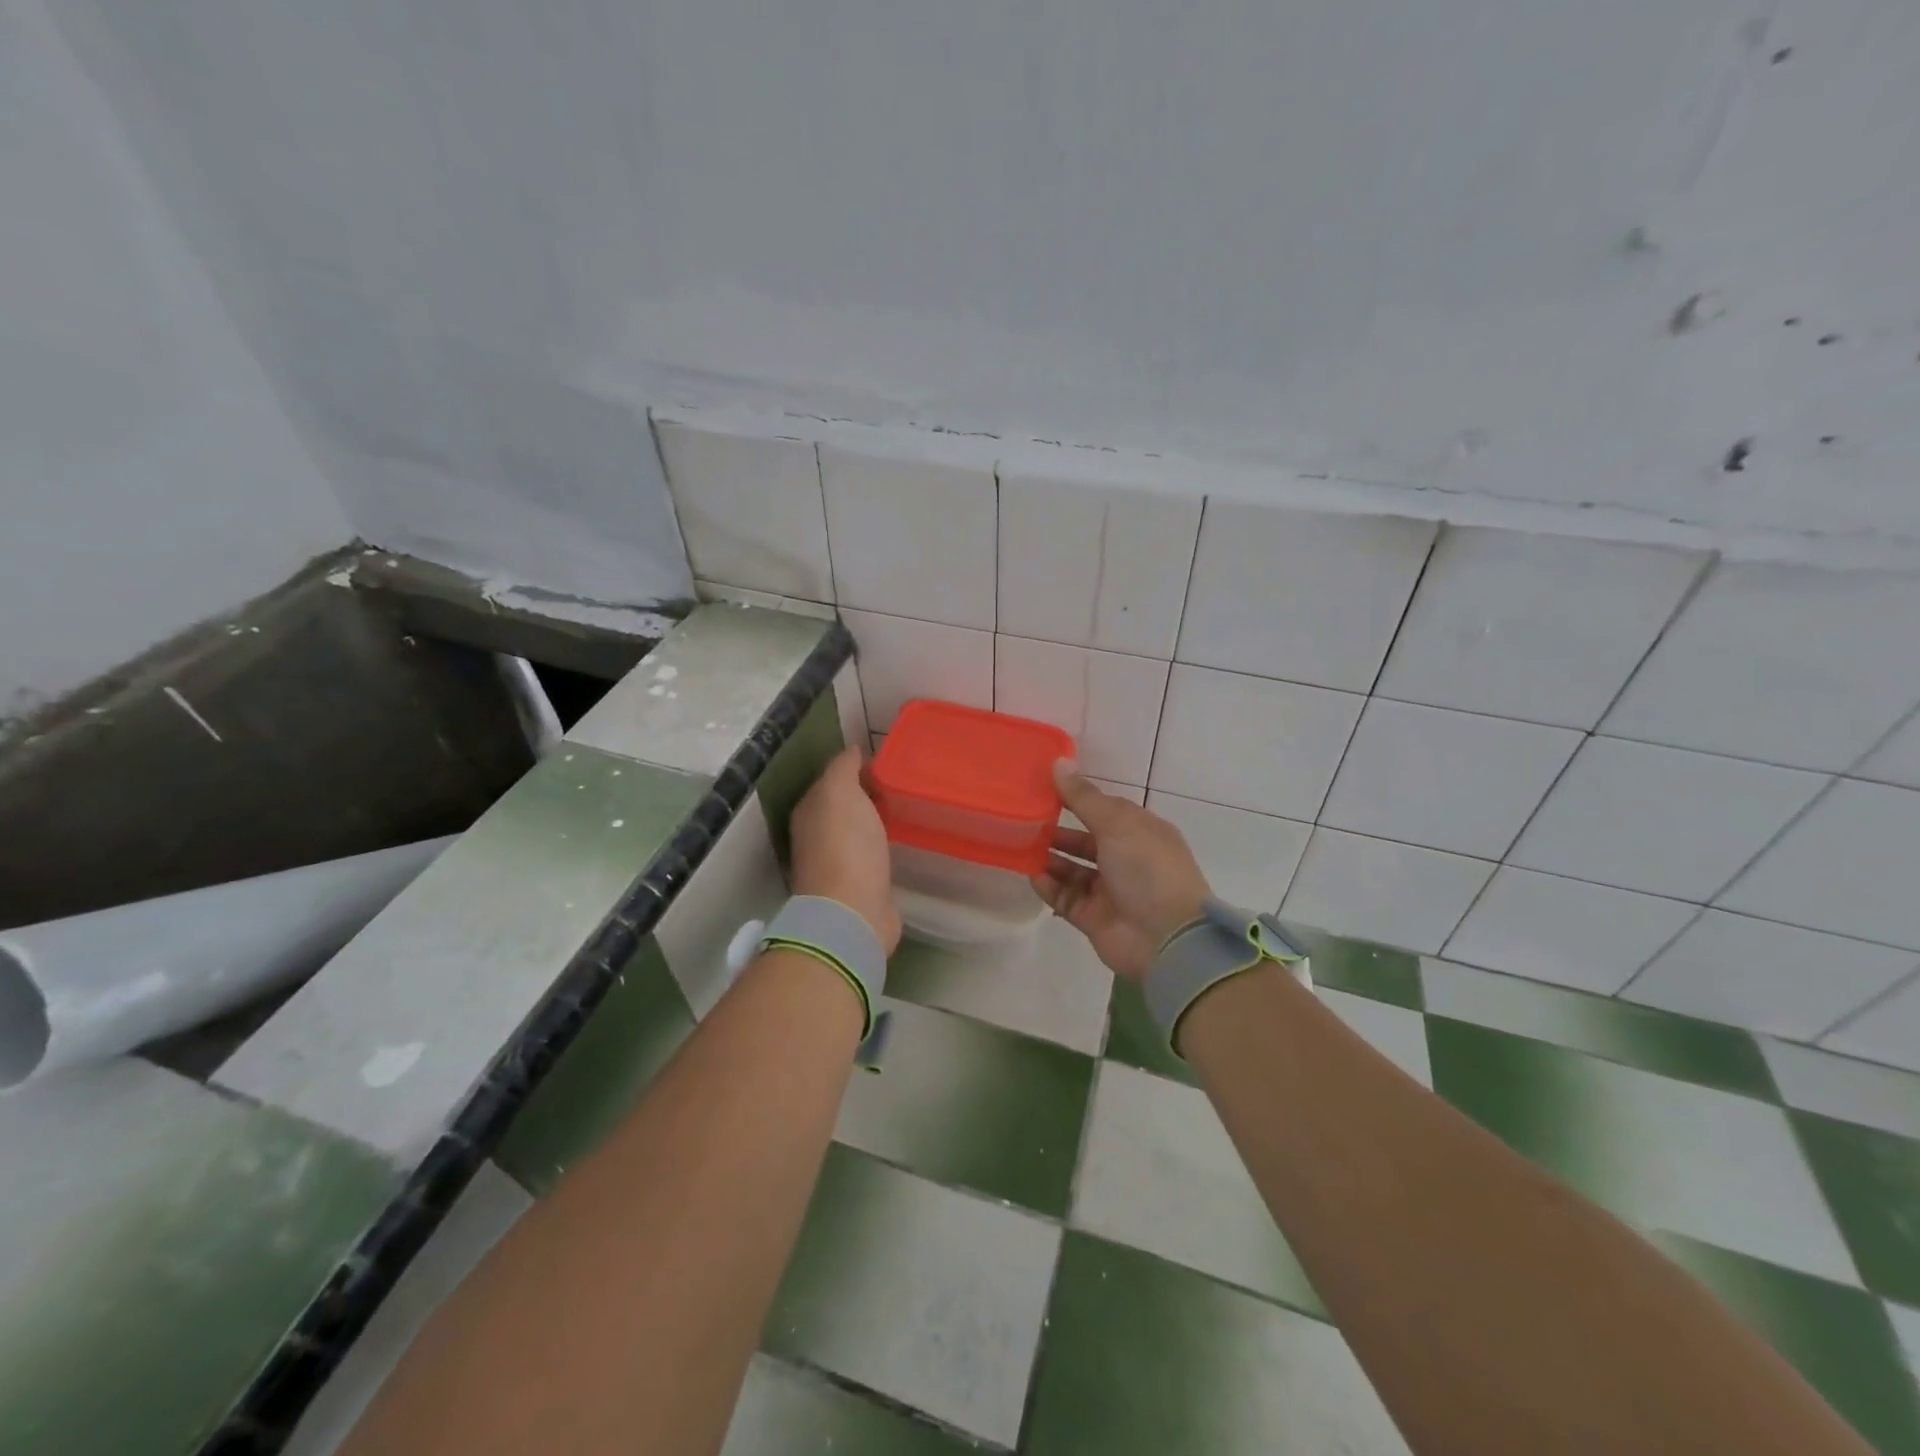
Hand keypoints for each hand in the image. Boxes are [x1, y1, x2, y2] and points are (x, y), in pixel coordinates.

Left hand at [789, 746, 900, 954]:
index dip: (857, 768)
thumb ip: (843, 768)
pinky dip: (884, 842)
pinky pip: (873, 852)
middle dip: (868, 793)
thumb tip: (852, 751)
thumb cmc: (846, 846)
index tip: (888, 761)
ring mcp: (839, 861)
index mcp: (810, 811)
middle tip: (902, 780)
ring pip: (859, 829)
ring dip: (876, 818)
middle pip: (845, 806)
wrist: (853, 911)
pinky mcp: (861, 883)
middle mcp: (818, 835)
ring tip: (906, 804)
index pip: (832, 780)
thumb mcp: (840, 793)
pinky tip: (902, 837)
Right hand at [1033, 762, 1211, 979]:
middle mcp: (1126, 860)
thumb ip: (1083, 797)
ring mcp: (1109, 891)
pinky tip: (1031, 873)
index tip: (1042, 787)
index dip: (1076, 798)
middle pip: (1085, 841)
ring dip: (1049, 857)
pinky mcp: (1093, 918)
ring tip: (1020, 844)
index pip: (1103, 810)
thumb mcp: (1117, 823)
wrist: (1166, 938)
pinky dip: (1049, 886)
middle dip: (1057, 830)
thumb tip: (1059, 763)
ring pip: (1072, 869)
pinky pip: (1065, 897)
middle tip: (1024, 818)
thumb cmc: (1147, 869)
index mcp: (1140, 833)